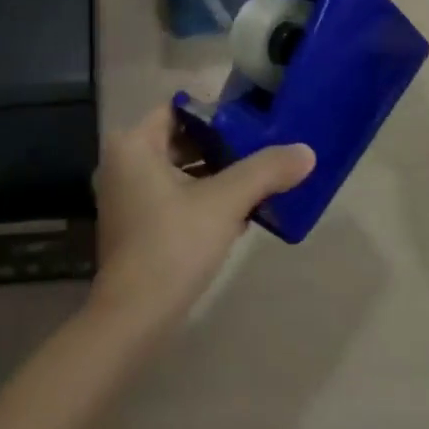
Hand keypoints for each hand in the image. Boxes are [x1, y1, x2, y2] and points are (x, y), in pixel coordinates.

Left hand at [89, 106, 313, 343]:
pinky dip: (199, 197)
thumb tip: (307, 150)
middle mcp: (122, 161)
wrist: (133, 320)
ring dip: (213, 175)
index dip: (216, 113)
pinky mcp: (133, 224)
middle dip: (220, 146)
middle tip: (260, 149)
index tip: (251, 122)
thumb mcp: (224, 202)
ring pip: (177, 169)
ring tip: (256, 180)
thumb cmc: (172, 245)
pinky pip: (170, 194)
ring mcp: (124, 195)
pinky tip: (236, 213)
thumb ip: (265, 171)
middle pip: (179, 139)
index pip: (179, 109)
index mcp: (132, 143)